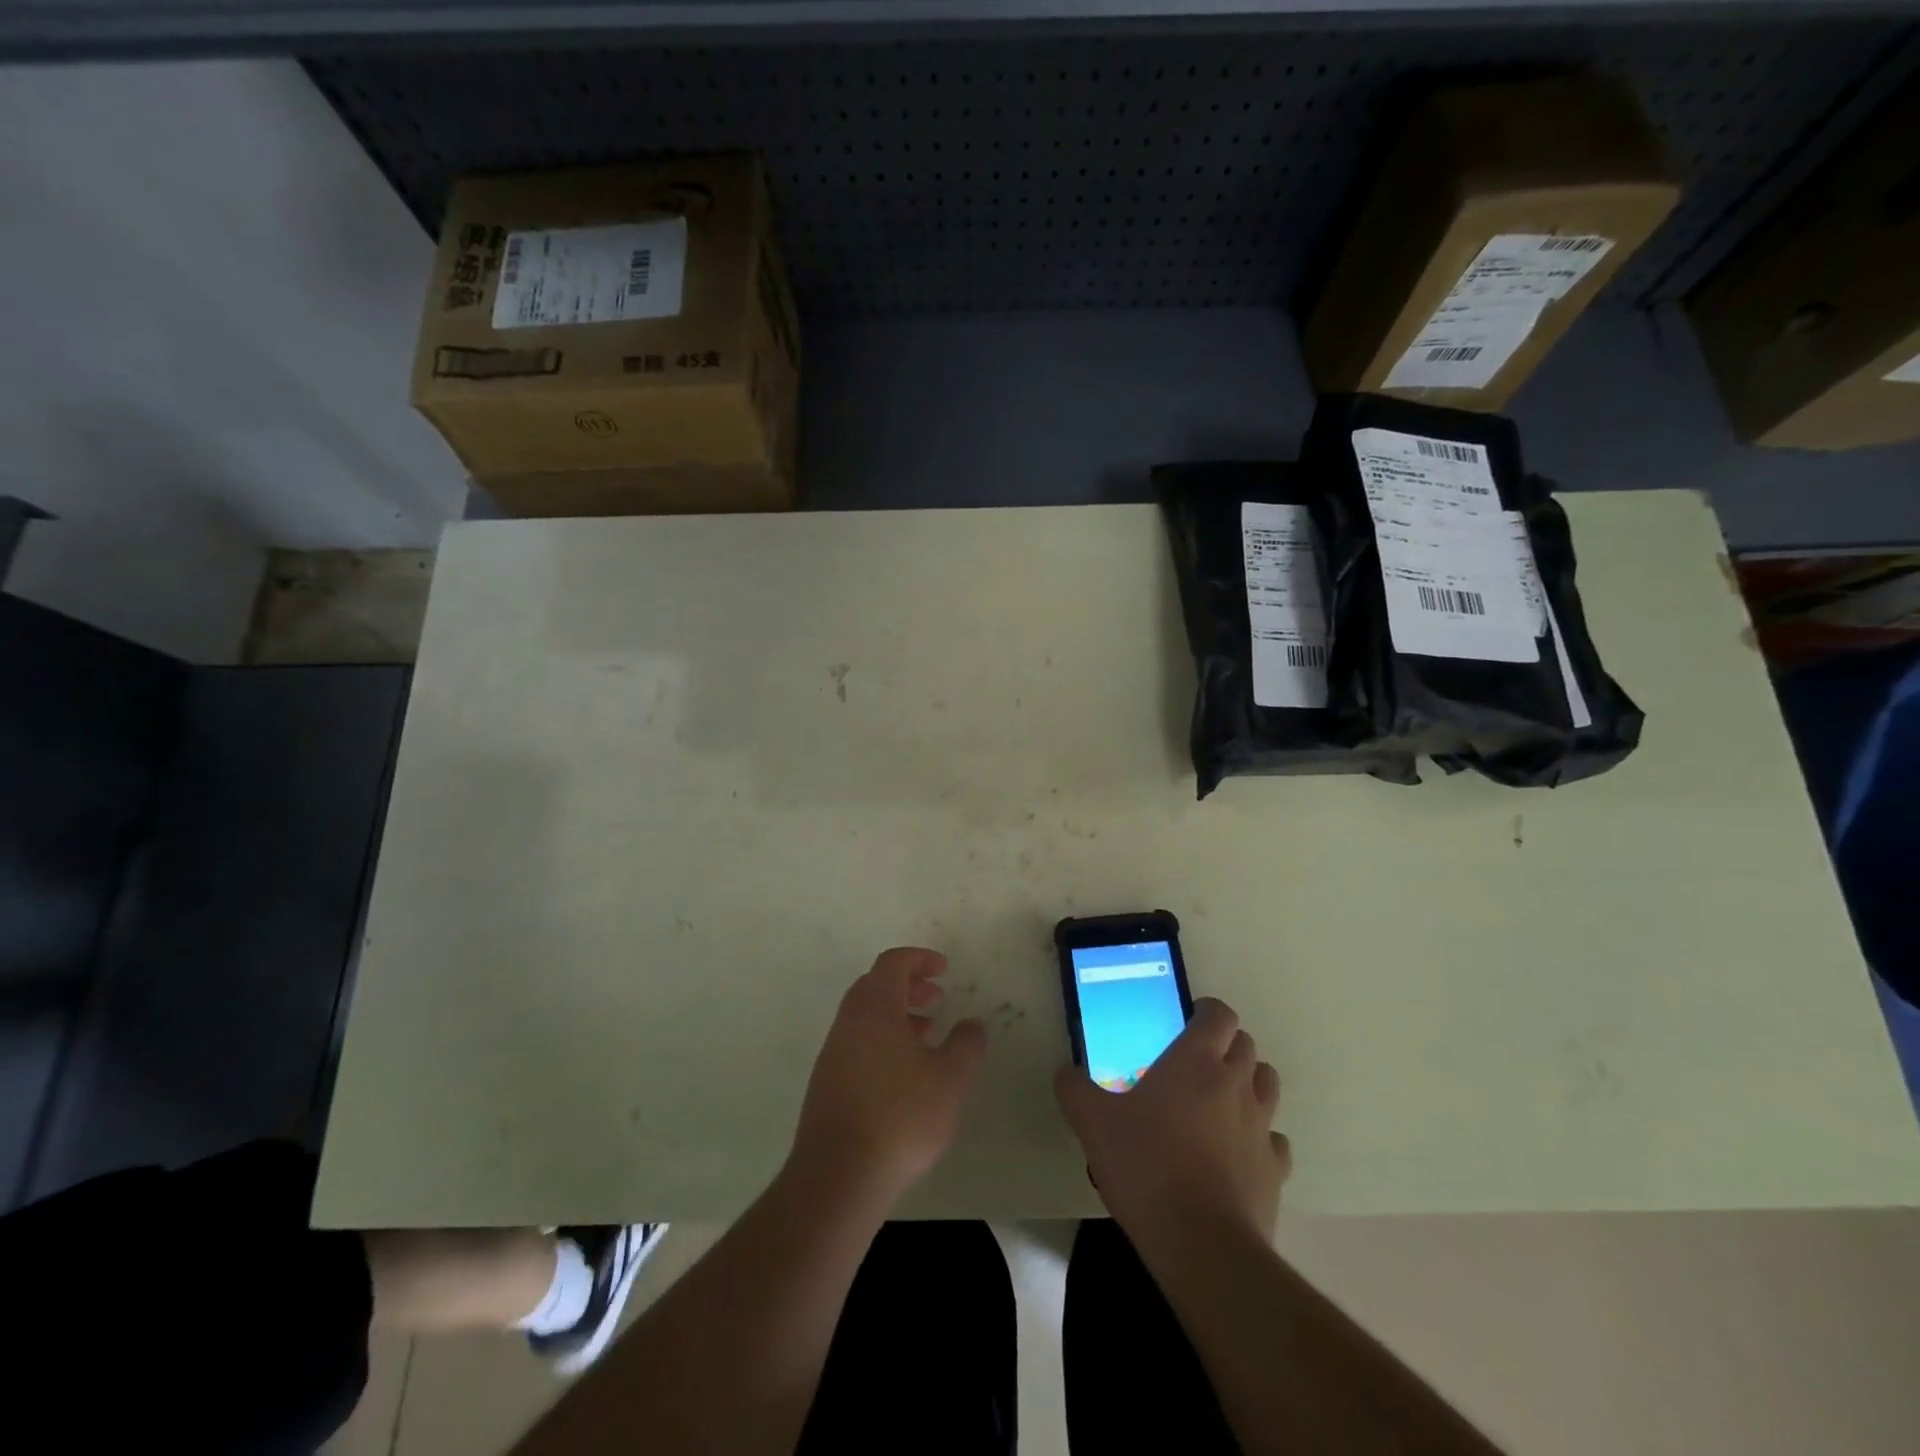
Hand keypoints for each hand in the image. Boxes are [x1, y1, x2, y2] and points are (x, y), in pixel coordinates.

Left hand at [788, 947, 987, 1204]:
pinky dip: (882, 1040)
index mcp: (874, 1008)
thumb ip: (967, 1045)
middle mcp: (848, 1022)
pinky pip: (858, 1043)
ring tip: (927, 1035)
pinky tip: (904, 1074)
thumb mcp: (950, 1080)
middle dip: (908, 986)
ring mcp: (833, 1053)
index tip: (944, 969)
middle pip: (875, 985)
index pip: (893, 963)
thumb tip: (972, 1025)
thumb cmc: (900, 1116)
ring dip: (896, 1015)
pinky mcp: (826, 1083)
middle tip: (936, 998)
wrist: (837, 1176)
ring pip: (866, 1017)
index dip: (920, 958)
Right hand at [1055, 998, 1289, 1243]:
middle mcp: (1235, 1083)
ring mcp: (1261, 1126)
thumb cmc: (1146, 1167)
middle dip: (1225, 1046)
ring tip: (1219, 1101)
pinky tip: (1236, 1152)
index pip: (1219, 1014)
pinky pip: (1274, 1139)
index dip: (1207, 1011)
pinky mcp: (1275, 1168)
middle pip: (1246, 1045)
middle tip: (1195, 1063)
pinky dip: (1260, 1136)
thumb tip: (1066, 1073)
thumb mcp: (1093, 1124)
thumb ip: (1075, 1090)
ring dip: (1248, 1082)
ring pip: (1267, 1084)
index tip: (1187, 1021)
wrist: (1202, 1244)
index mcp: (1196, 1061)